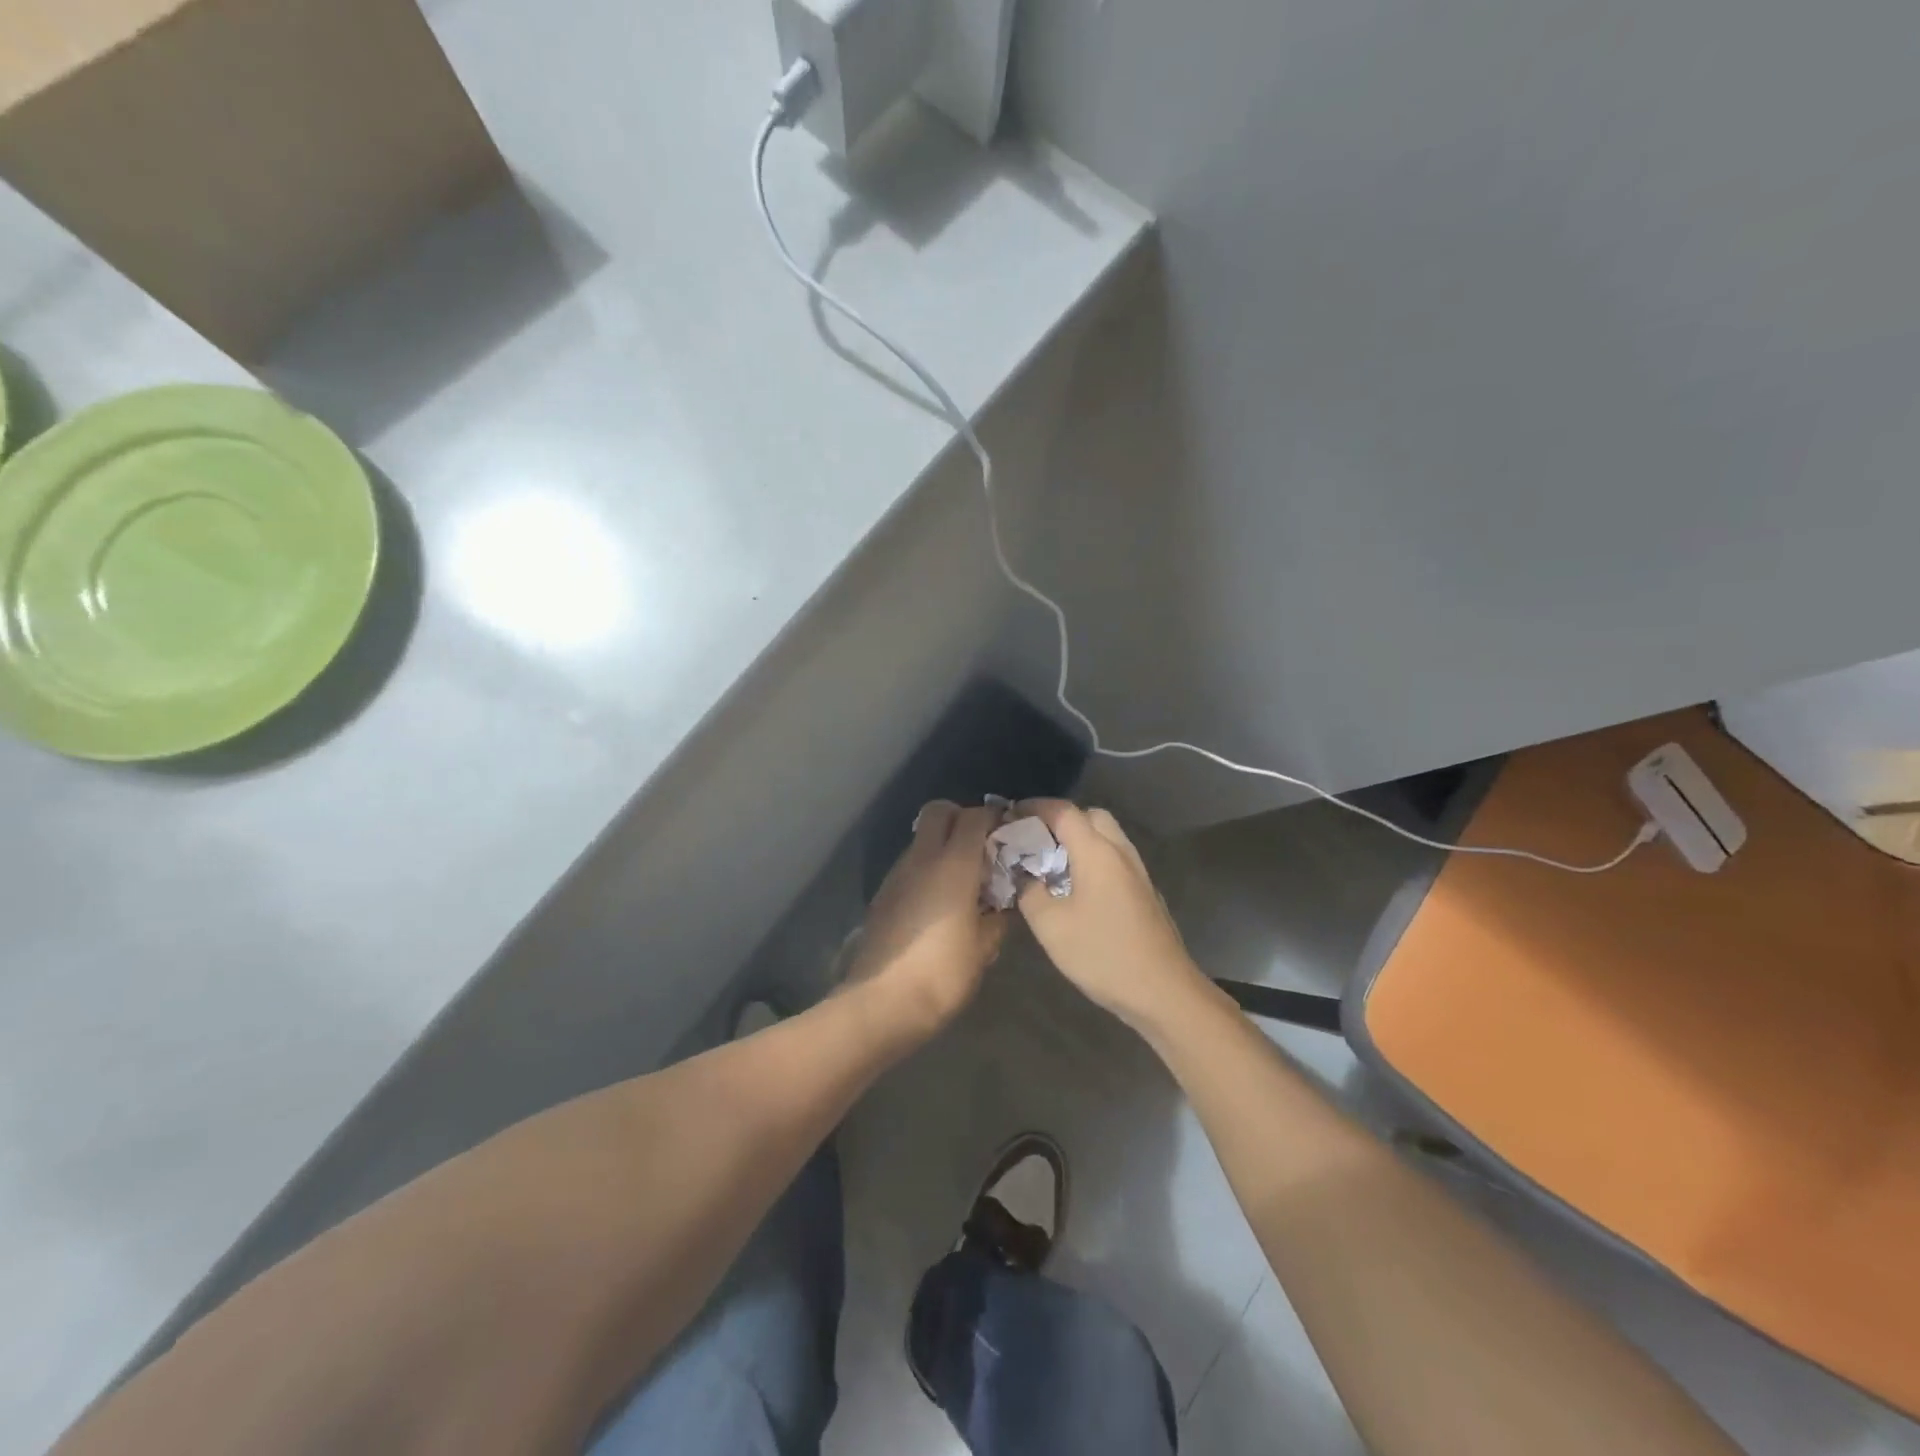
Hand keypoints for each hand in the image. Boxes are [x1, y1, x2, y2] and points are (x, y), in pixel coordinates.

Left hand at [848, 801, 1006, 1031]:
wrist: (880, 1003)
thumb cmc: (942, 974)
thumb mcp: (984, 949)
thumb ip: (997, 917)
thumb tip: (1002, 903)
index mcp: (953, 865)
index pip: (974, 817)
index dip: (994, 818)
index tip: (1009, 834)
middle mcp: (921, 859)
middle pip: (939, 810)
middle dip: (961, 817)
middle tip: (982, 847)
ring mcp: (897, 874)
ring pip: (921, 837)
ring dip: (943, 844)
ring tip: (963, 879)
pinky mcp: (883, 893)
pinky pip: (910, 864)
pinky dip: (927, 868)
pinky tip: (939, 902)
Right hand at [1013, 801, 1207, 1032]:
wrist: (1163, 992)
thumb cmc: (1102, 954)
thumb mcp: (1051, 926)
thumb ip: (1029, 892)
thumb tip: (1024, 876)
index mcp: (1097, 852)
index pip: (1063, 811)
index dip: (1035, 807)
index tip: (1011, 815)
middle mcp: (1121, 852)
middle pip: (1091, 816)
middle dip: (1061, 820)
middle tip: (1035, 840)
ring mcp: (1138, 873)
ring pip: (1107, 838)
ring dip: (1080, 841)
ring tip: (1052, 865)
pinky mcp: (1146, 893)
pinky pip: (1116, 860)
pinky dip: (1094, 860)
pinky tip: (1078, 890)